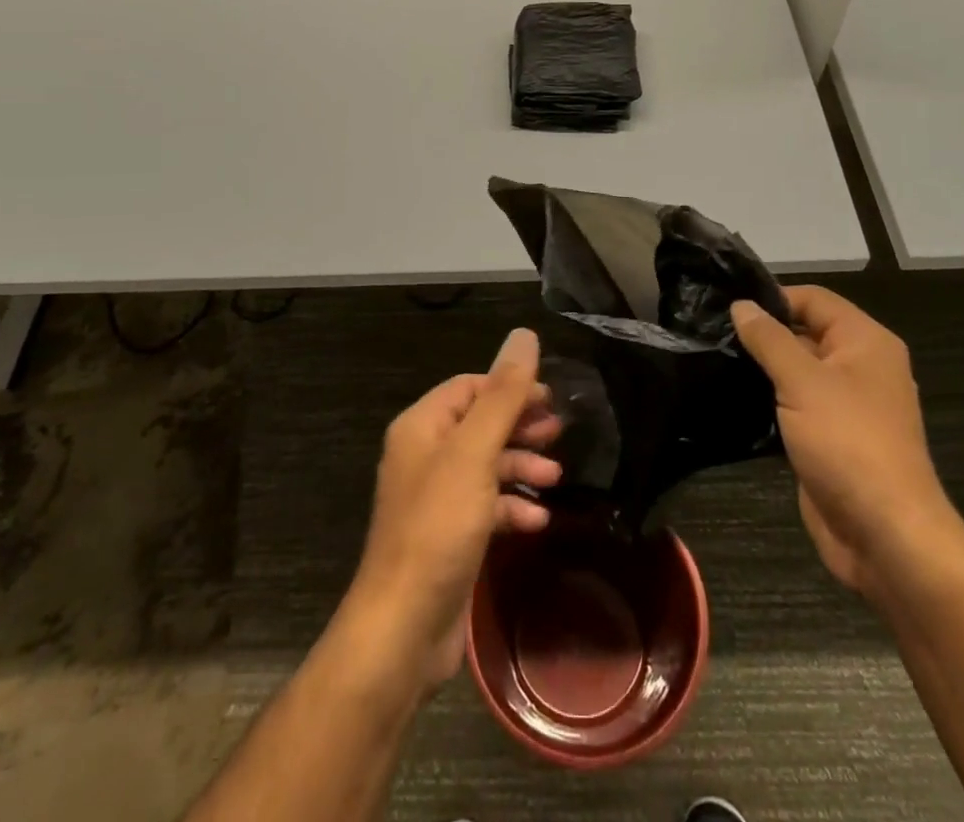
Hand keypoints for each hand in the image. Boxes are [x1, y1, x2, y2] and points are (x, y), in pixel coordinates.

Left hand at [344, 329, 561, 689]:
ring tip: (555, 475)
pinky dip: (511, 506)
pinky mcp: (449, 534)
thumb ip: (502, 394)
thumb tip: (524, 335)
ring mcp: (436, 497)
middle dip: (520, 425)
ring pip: (487, 464)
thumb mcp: (474, 453)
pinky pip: (486, 505)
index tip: (550, 398)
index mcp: (423, 426)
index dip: (510, 387)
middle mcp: (425, 454)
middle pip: (480, 423)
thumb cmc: (438, 527)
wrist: (404, 628)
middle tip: (559, 432)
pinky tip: (537, 519)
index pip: (470, 387)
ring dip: (521, 465)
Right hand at [732, 287, 961, 596]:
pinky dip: (768, 401)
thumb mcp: (802, 381)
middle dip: (763, 333)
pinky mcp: (830, 439)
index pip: (813, 299)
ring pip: (797, 371)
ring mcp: (846, 406)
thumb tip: (741, 304)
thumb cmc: (848, 443)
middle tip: (711, 333)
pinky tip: (731, 400)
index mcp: (865, 342)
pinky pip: (795, 406)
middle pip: (805, 332)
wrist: (885, 536)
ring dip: (762, 369)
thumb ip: (769, 339)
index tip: (726, 307)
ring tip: (714, 361)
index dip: (773, 298)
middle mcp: (859, 367)